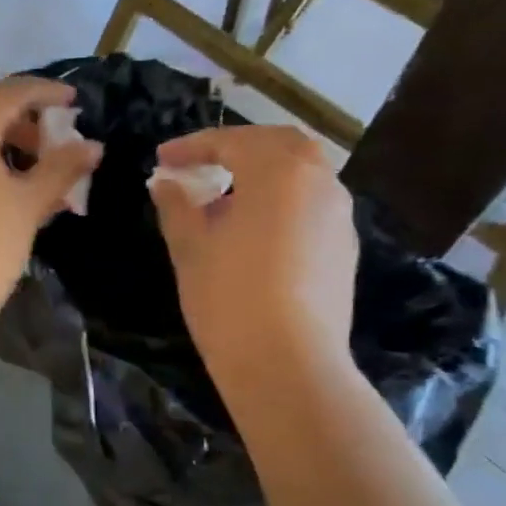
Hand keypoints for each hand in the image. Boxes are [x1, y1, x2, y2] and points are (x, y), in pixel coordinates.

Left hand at [0, 77, 102, 328]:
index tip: (74, 101)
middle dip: (23, 122)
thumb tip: (92, 146)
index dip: (46, 92)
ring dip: (0, 144)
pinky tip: (2, 190)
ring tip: (34, 174)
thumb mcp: (29, 205)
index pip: (11, 92)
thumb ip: (61, 168)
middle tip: (54, 144)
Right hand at [149, 125, 356, 389]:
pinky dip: (281, 199)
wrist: (287, 363)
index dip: (192, 146)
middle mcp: (319, 182)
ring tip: (223, 198)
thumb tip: (165, 182)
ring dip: (262, 173)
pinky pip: (310, 203)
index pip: (231, 142)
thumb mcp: (189, 246)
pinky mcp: (343, 248)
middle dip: (236, 147)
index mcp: (279, 172)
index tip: (161, 159)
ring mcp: (338, 216)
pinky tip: (252, 229)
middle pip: (279, 144)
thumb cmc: (229, 296)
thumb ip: (176, 205)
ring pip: (301, 173)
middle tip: (200, 164)